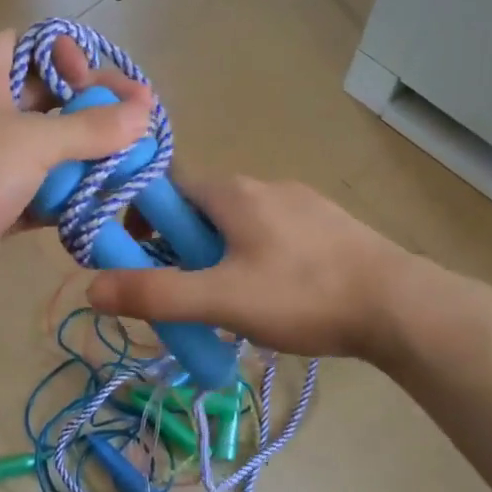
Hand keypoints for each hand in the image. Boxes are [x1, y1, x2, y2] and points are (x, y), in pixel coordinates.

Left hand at [0, 29, 153, 301]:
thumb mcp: (33, 142)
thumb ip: (92, 128)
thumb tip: (145, 112)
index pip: (33, 45)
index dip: (68, 55)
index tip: (92, 82)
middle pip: (51, 98)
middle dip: (93, 110)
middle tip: (137, 125)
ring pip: (51, 146)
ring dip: (88, 155)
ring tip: (131, 165)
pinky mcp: (0, 197)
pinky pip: (44, 186)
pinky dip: (70, 193)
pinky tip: (104, 200)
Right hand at [86, 176, 416, 360]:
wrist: (400, 306)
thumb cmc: (303, 295)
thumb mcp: (221, 300)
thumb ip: (155, 294)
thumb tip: (91, 288)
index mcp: (232, 191)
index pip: (168, 186)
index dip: (142, 216)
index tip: (135, 255)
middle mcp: (264, 185)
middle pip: (201, 207)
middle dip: (179, 244)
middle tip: (179, 290)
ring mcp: (301, 203)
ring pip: (237, 223)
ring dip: (216, 254)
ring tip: (223, 302)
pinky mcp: (327, 226)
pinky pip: (271, 235)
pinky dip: (253, 258)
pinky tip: (271, 298)